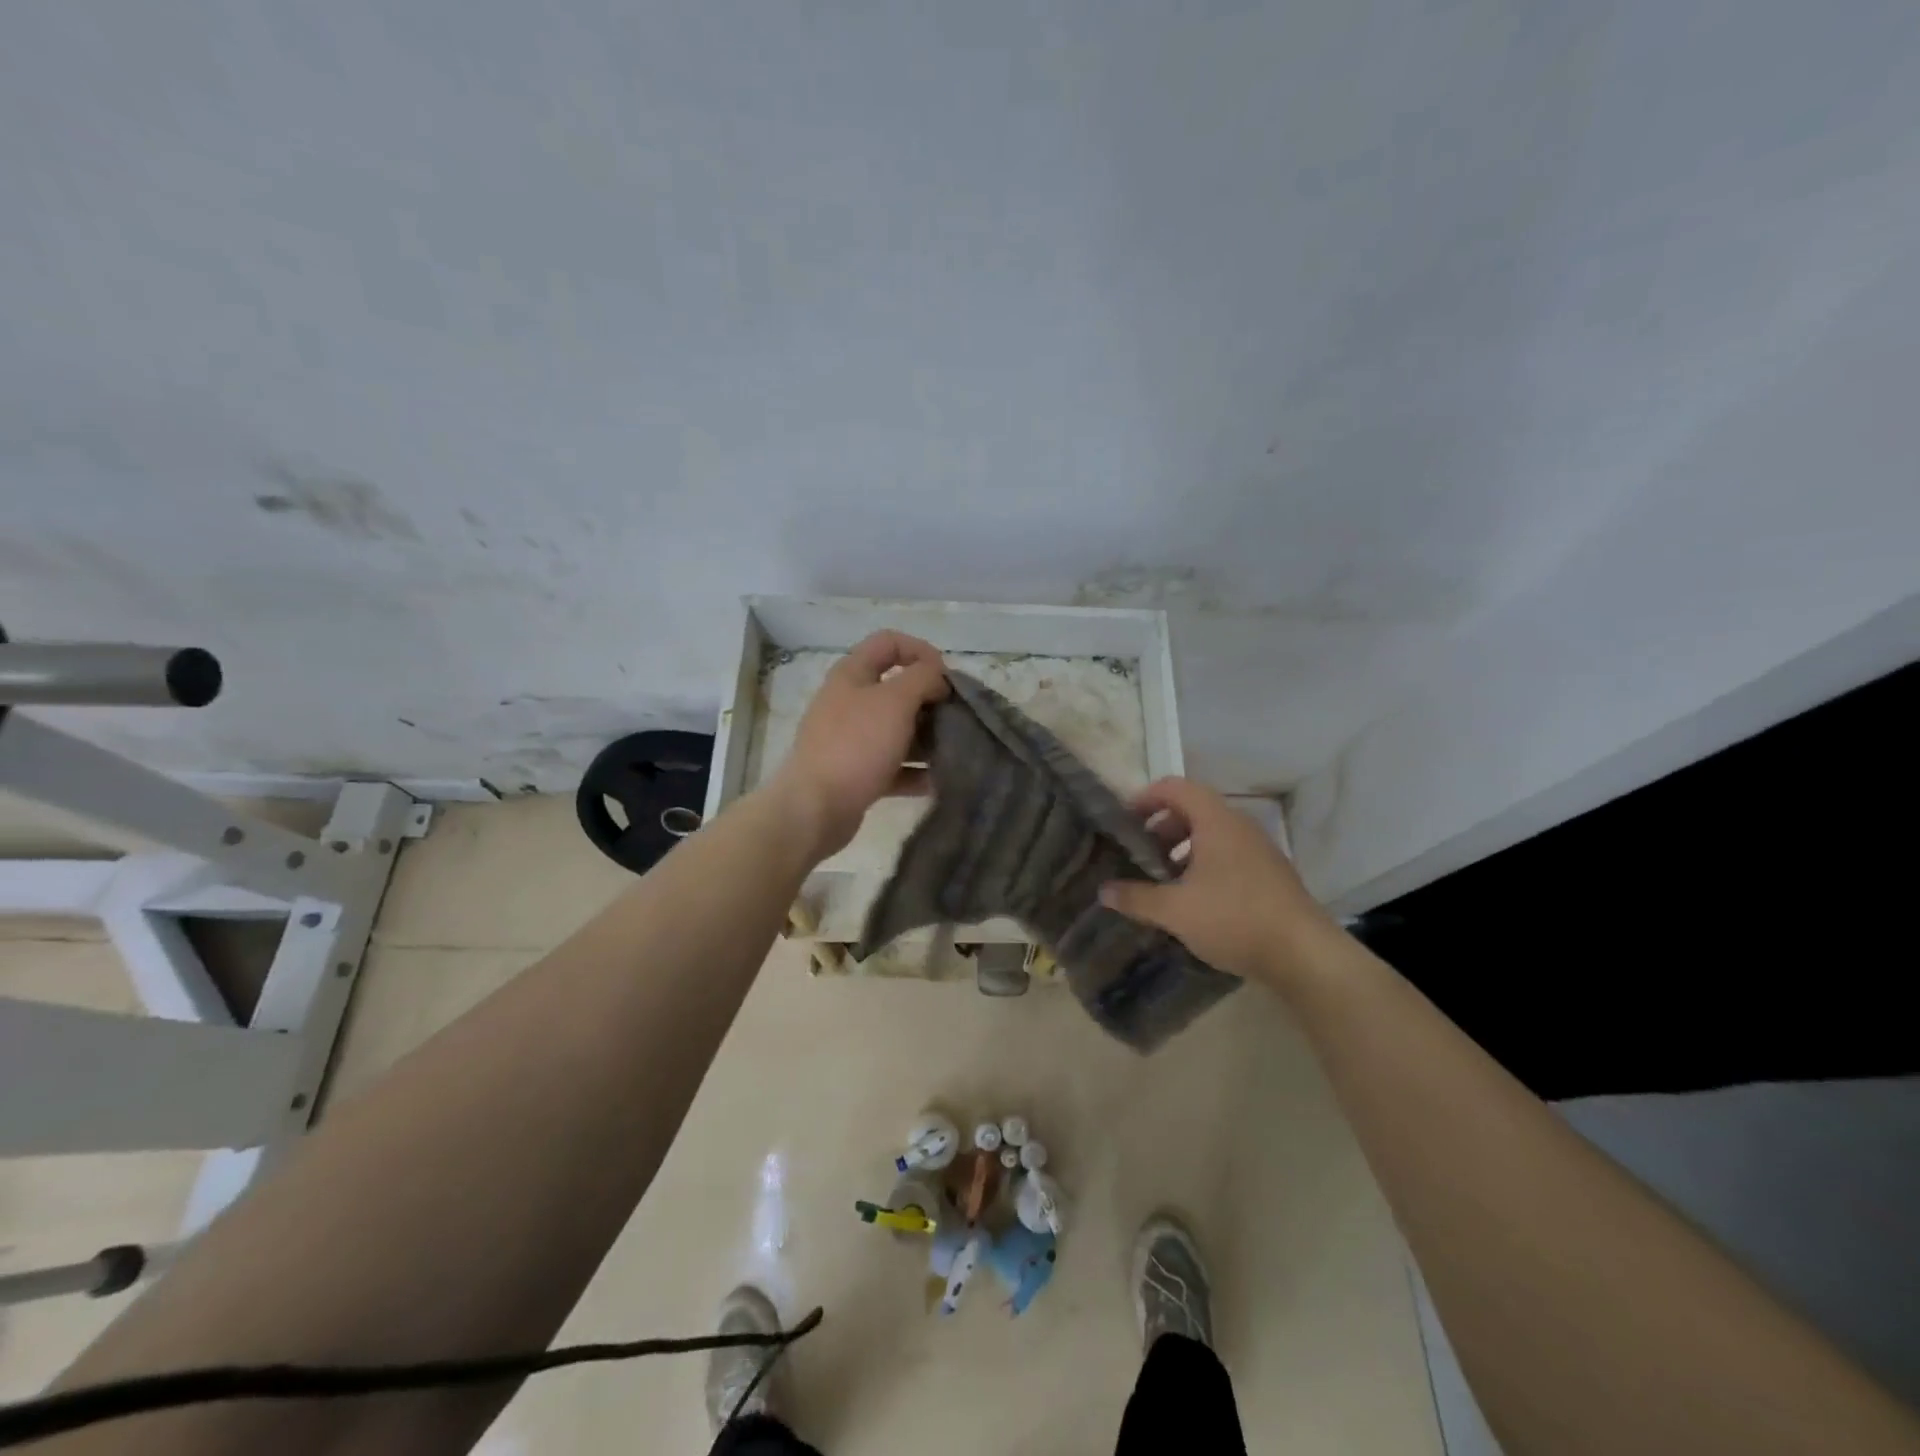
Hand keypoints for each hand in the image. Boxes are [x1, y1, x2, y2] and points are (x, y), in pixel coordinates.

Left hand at [771, 630, 949, 859]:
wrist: (815, 808)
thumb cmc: (856, 745)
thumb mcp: (895, 700)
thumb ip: (923, 678)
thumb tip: (938, 678)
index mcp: (852, 675)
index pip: (888, 642)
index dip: (921, 651)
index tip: (946, 677)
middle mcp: (849, 702)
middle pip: (897, 689)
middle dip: (930, 700)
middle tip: (955, 717)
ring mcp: (851, 740)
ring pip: (897, 730)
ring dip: (926, 738)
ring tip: (953, 750)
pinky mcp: (856, 774)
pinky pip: (893, 766)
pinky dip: (914, 772)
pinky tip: (937, 782)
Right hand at [1098, 777, 1339, 990]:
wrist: (1305, 954)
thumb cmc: (1234, 918)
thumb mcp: (1176, 911)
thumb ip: (1136, 897)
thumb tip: (1103, 891)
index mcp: (1216, 822)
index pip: (1175, 788)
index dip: (1145, 798)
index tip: (1123, 821)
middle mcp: (1239, 827)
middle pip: (1193, 809)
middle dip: (1161, 827)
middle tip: (1139, 854)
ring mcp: (1258, 850)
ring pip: (1211, 834)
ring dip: (1182, 848)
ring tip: (1162, 879)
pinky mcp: (1269, 874)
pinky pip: (1228, 854)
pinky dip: (1203, 864)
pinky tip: (1194, 899)